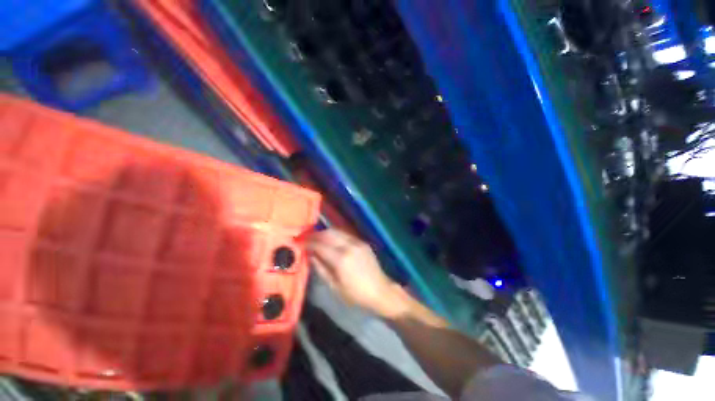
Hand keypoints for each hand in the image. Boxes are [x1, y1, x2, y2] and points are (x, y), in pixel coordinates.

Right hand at [307, 229, 402, 316]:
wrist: (380, 291)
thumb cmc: (356, 294)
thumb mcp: (335, 287)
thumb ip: (321, 269)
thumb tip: (311, 255)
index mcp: (340, 259)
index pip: (320, 245)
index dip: (308, 242)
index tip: (299, 242)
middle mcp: (349, 246)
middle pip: (328, 234)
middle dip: (315, 234)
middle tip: (306, 238)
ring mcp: (357, 242)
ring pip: (337, 231)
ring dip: (325, 232)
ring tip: (316, 238)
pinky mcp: (362, 242)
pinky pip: (345, 234)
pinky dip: (335, 235)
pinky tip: (331, 240)